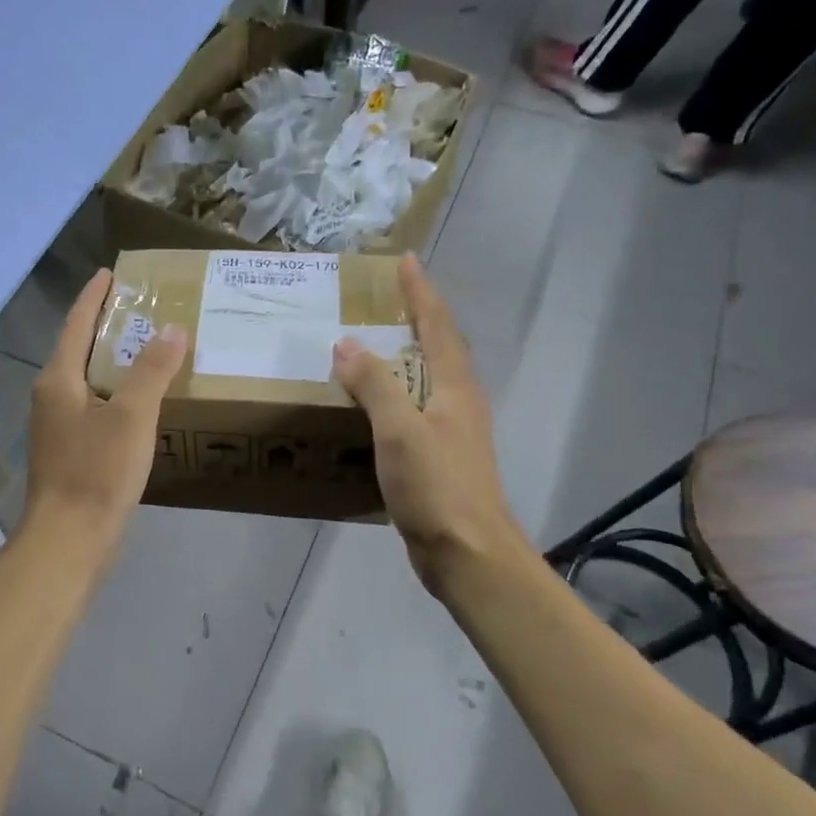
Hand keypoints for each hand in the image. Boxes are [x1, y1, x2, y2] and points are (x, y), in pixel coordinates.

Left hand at [25, 270, 187, 550]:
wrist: (70, 539)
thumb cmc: (97, 471)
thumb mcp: (131, 416)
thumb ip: (152, 370)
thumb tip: (172, 329)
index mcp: (58, 379)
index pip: (76, 322)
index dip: (94, 295)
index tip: (110, 272)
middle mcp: (51, 396)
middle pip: (80, 349)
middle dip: (107, 326)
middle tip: (143, 308)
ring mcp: (58, 426)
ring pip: (88, 380)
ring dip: (114, 362)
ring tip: (149, 348)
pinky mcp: (71, 451)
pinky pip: (95, 407)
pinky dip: (117, 394)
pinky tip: (141, 402)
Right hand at [332, 255, 525, 595]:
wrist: (469, 554)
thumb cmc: (437, 487)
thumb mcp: (400, 430)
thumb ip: (374, 385)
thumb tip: (346, 344)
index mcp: (455, 387)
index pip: (437, 325)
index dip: (420, 293)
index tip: (405, 261)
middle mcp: (459, 402)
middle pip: (440, 347)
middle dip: (417, 317)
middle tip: (385, 298)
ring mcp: (452, 432)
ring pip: (428, 379)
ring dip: (405, 355)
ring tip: (372, 344)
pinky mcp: (440, 459)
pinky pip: (414, 410)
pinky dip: (394, 394)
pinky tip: (373, 406)